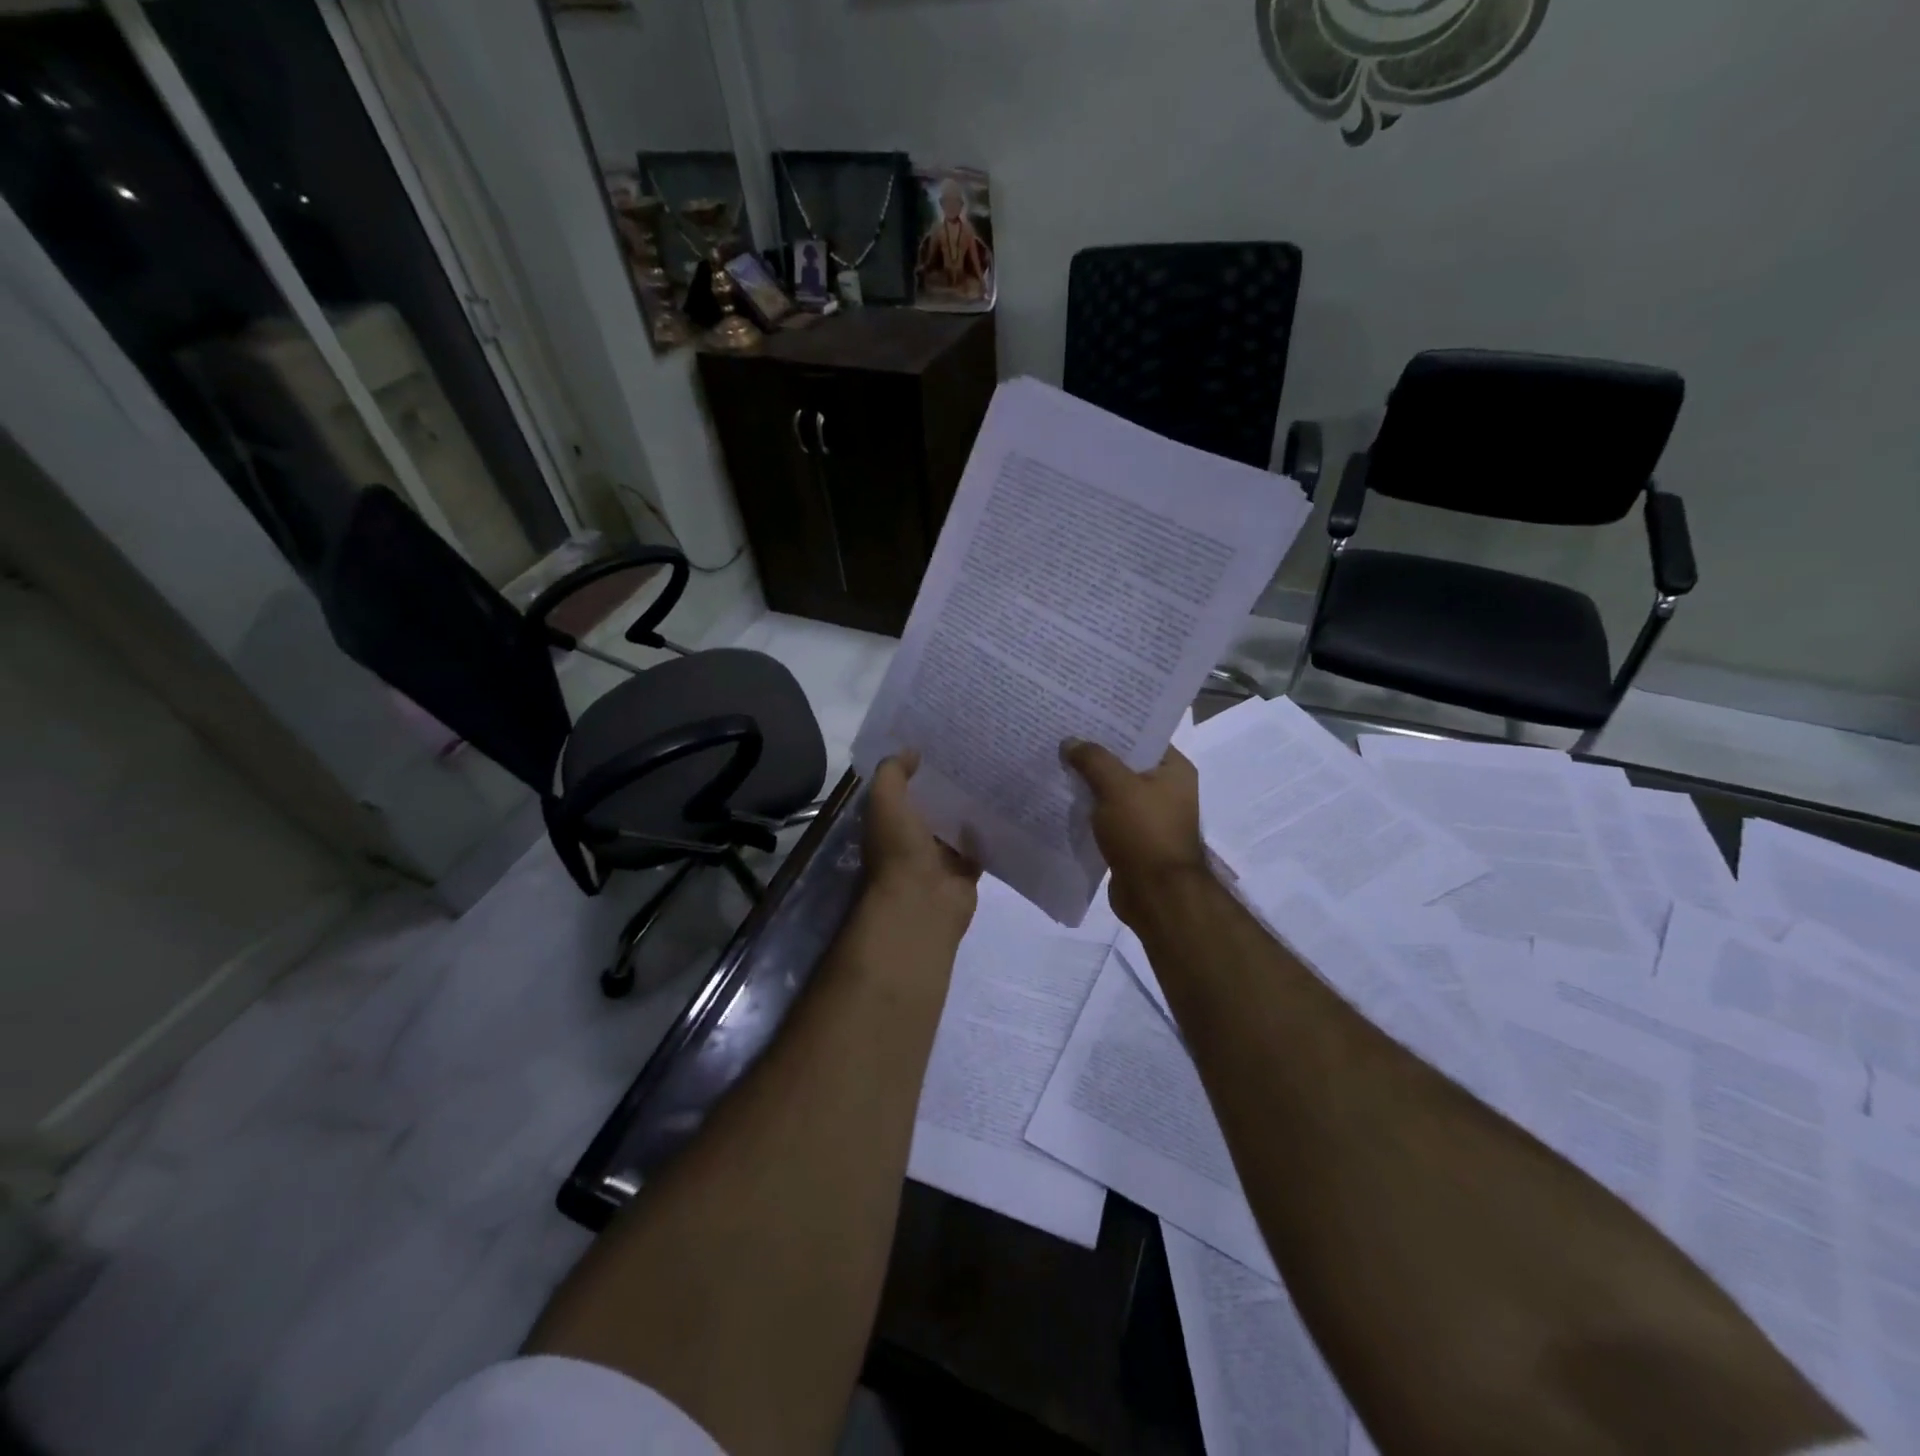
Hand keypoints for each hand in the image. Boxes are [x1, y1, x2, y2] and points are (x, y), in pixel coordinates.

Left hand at [864, 752, 980, 939]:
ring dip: (970, 807)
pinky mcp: (965, 872)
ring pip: (956, 825)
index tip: (939, 742)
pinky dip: (989, 832)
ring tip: (994, 772)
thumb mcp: (886, 801)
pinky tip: (1004, 807)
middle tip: (974, 752)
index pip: (903, 790)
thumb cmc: (898, 850)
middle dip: (948, 785)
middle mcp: (912, 839)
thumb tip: (911, 751)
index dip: (917, 768)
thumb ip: (893, 773)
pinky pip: (979, 847)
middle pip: (932, 806)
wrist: (921, 903)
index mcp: (889, 823)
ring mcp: (939, 858)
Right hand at [1062, 739, 1207, 929]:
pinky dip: (1088, 810)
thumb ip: (1093, 759)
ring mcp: (1150, 817)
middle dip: (1095, 754)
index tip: (1083, 714)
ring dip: (1089, 783)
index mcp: (1174, 770)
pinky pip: (1107, 816)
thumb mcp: (1116, 787)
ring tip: (1056, 763)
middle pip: (1126, 763)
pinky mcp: (1133, 839)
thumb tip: (1071, 742)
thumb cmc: (1144, 833)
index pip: (1143, 736)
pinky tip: (1062, 799)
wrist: (1155, 895)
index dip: (1114, 725)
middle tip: (1062, 736)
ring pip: (1113, 791)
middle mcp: (1166, 790)